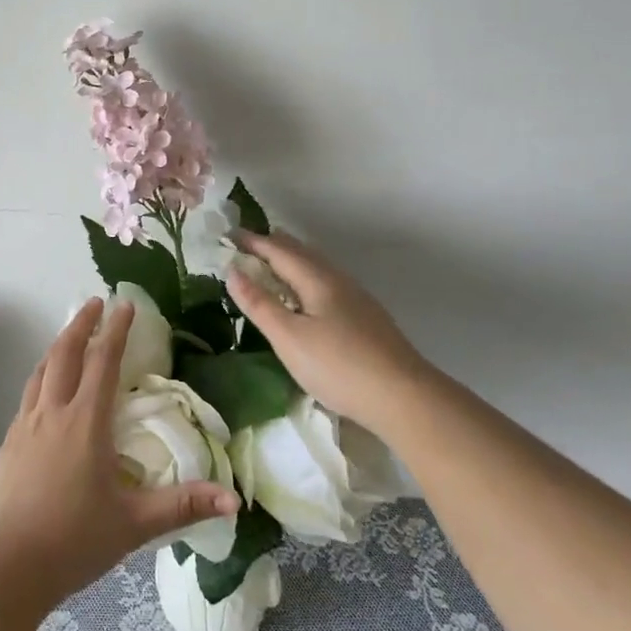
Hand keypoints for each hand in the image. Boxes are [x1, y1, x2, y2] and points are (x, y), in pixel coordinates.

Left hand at [0, 299, 239, 610]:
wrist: (5, 568)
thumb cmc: (73, 541)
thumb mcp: (133, 524)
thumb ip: (182, 506)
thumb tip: (233, 501)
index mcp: (85, 423)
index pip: (103, 362)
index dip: (116, 330)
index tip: (124, 304)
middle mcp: (53, 413)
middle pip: (66, 353)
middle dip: (81, 323)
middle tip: (95, 302)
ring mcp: (24, 426)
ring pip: (41, 370)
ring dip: (58, 345)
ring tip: (70, 335)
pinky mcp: (8, 444)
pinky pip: (28, 394)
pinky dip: (42, 375)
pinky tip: (45, 389)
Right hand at [226, 229, 430, 427]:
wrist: (404, 396)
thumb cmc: (338, 365)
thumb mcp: (289, 338)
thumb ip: (259, 304)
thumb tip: (232, 270)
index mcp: (316, 278)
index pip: (277, 249)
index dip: (252, 241)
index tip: (227, 234)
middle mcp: (337, 279)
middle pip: (300, 251)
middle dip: (271, 245)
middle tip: (246, 245)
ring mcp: (355, 297)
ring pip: (316, 266)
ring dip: (290, 261)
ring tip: (270, 267)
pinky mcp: (365, 316)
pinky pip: (325, 282)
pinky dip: (304, 278)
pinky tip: (305, 297)